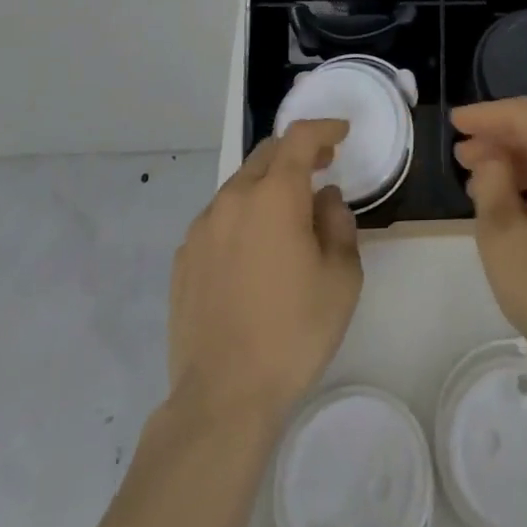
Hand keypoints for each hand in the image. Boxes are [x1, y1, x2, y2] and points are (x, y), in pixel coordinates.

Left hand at [168, 119, 362, 420]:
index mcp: (274, 195)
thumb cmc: (293, 332)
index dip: (323, 128)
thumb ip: (338, 224)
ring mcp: (202, 228)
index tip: (341, 133)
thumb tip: (323, 199)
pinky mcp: (184, 258)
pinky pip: (220, 217)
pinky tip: (254, 250)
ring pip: (240, 185)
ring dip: (268, 185)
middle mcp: (233, 199)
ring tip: (288, 214)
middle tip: (321, 167)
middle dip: (297, 152)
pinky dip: (243, 215)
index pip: (299, 137)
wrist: (223, 398)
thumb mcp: (342, 278)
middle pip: (267, 154)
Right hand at [451, 98, 526, 386]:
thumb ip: (490, 181)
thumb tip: (493, 158)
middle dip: (499, 140)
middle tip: (461, 156)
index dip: (486, 114)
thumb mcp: (502, 235)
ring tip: (479, 180)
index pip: (524, 116)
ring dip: (516, 162)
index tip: (455, 123)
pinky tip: (513, 201)